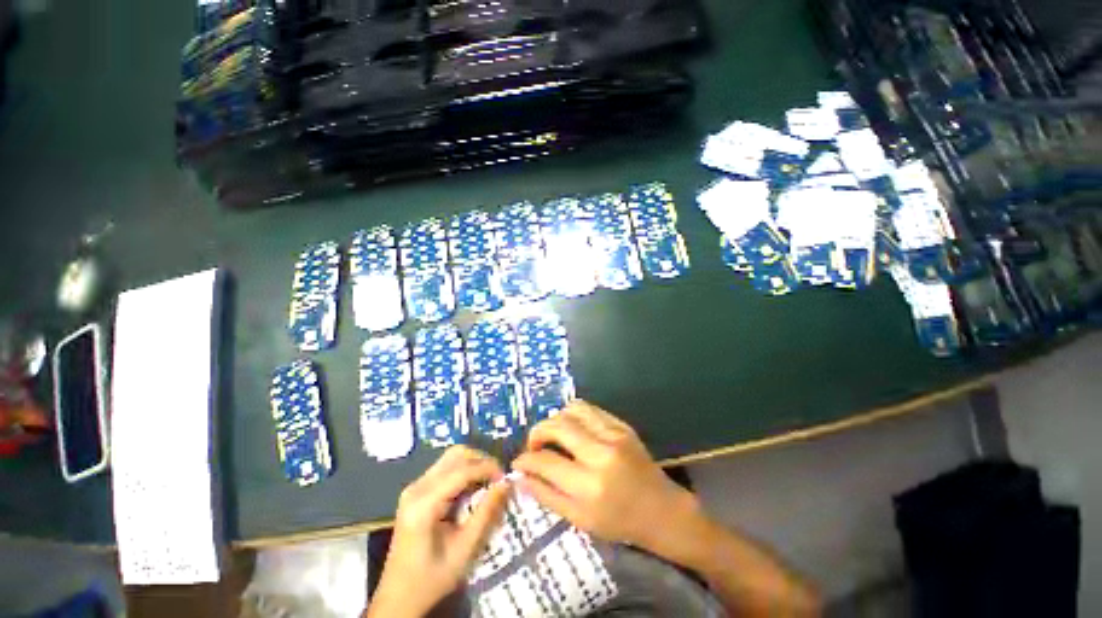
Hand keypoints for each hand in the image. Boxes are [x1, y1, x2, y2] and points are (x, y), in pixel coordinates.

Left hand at [368, 446, 509, 617]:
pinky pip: (445, 468)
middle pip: (455, 455)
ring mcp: (414, 487)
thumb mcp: (464, 550)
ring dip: (473, 463)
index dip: (487, 468)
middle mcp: (416, 488)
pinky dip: (463, 470)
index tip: (505, 477)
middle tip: (497, 477)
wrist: (398, 597)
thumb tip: (506, 483)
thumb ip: (485, 513)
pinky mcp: (416, 490)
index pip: (461, 470)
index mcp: (424, 504)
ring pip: (450, 458)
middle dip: (481, 460)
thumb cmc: (432, 578)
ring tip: (488, 480)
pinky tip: (473, 486)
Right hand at [511, 400, 697, 553]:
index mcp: (589, 486)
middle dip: (537, 432)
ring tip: (554, 434)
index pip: (545, 462)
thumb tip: (519, 476)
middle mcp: (601, 454)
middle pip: (557, 426)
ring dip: (556, 419)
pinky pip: (590, 409)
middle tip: (534, 445)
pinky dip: (574, 415)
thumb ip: (546, 496)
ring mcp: (614, 434)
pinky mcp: (622, 425)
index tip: (518, 461)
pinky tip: (573, 429)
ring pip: (573, 409)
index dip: (526, 459)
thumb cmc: (619, 521)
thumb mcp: (579, 519)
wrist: (661, 509)